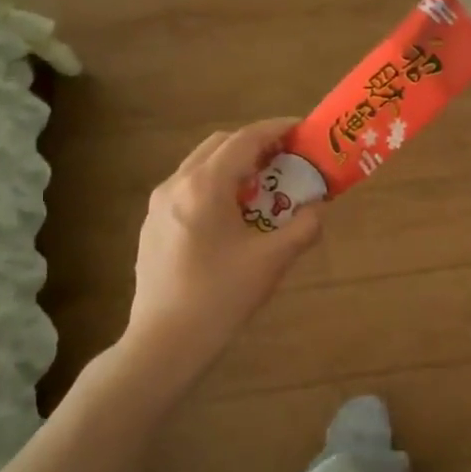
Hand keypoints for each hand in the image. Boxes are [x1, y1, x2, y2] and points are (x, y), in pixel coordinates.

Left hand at [125, 118, 323, 375]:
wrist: (165, 341)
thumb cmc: (220, 298)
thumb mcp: (272, 262)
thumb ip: (302, 228)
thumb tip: (317, 210)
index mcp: (204, 187)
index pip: (245, 139)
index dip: (276, 129)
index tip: (302, 129)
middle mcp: (176, 184)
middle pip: (219, 145)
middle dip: (255, 145)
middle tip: (286, 160)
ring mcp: (158, 204)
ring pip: (201, 166)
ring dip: (234, 166)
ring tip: (263, 188)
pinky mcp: (153, 225)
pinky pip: (188, 188)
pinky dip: (216, 186)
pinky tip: (233, 217)